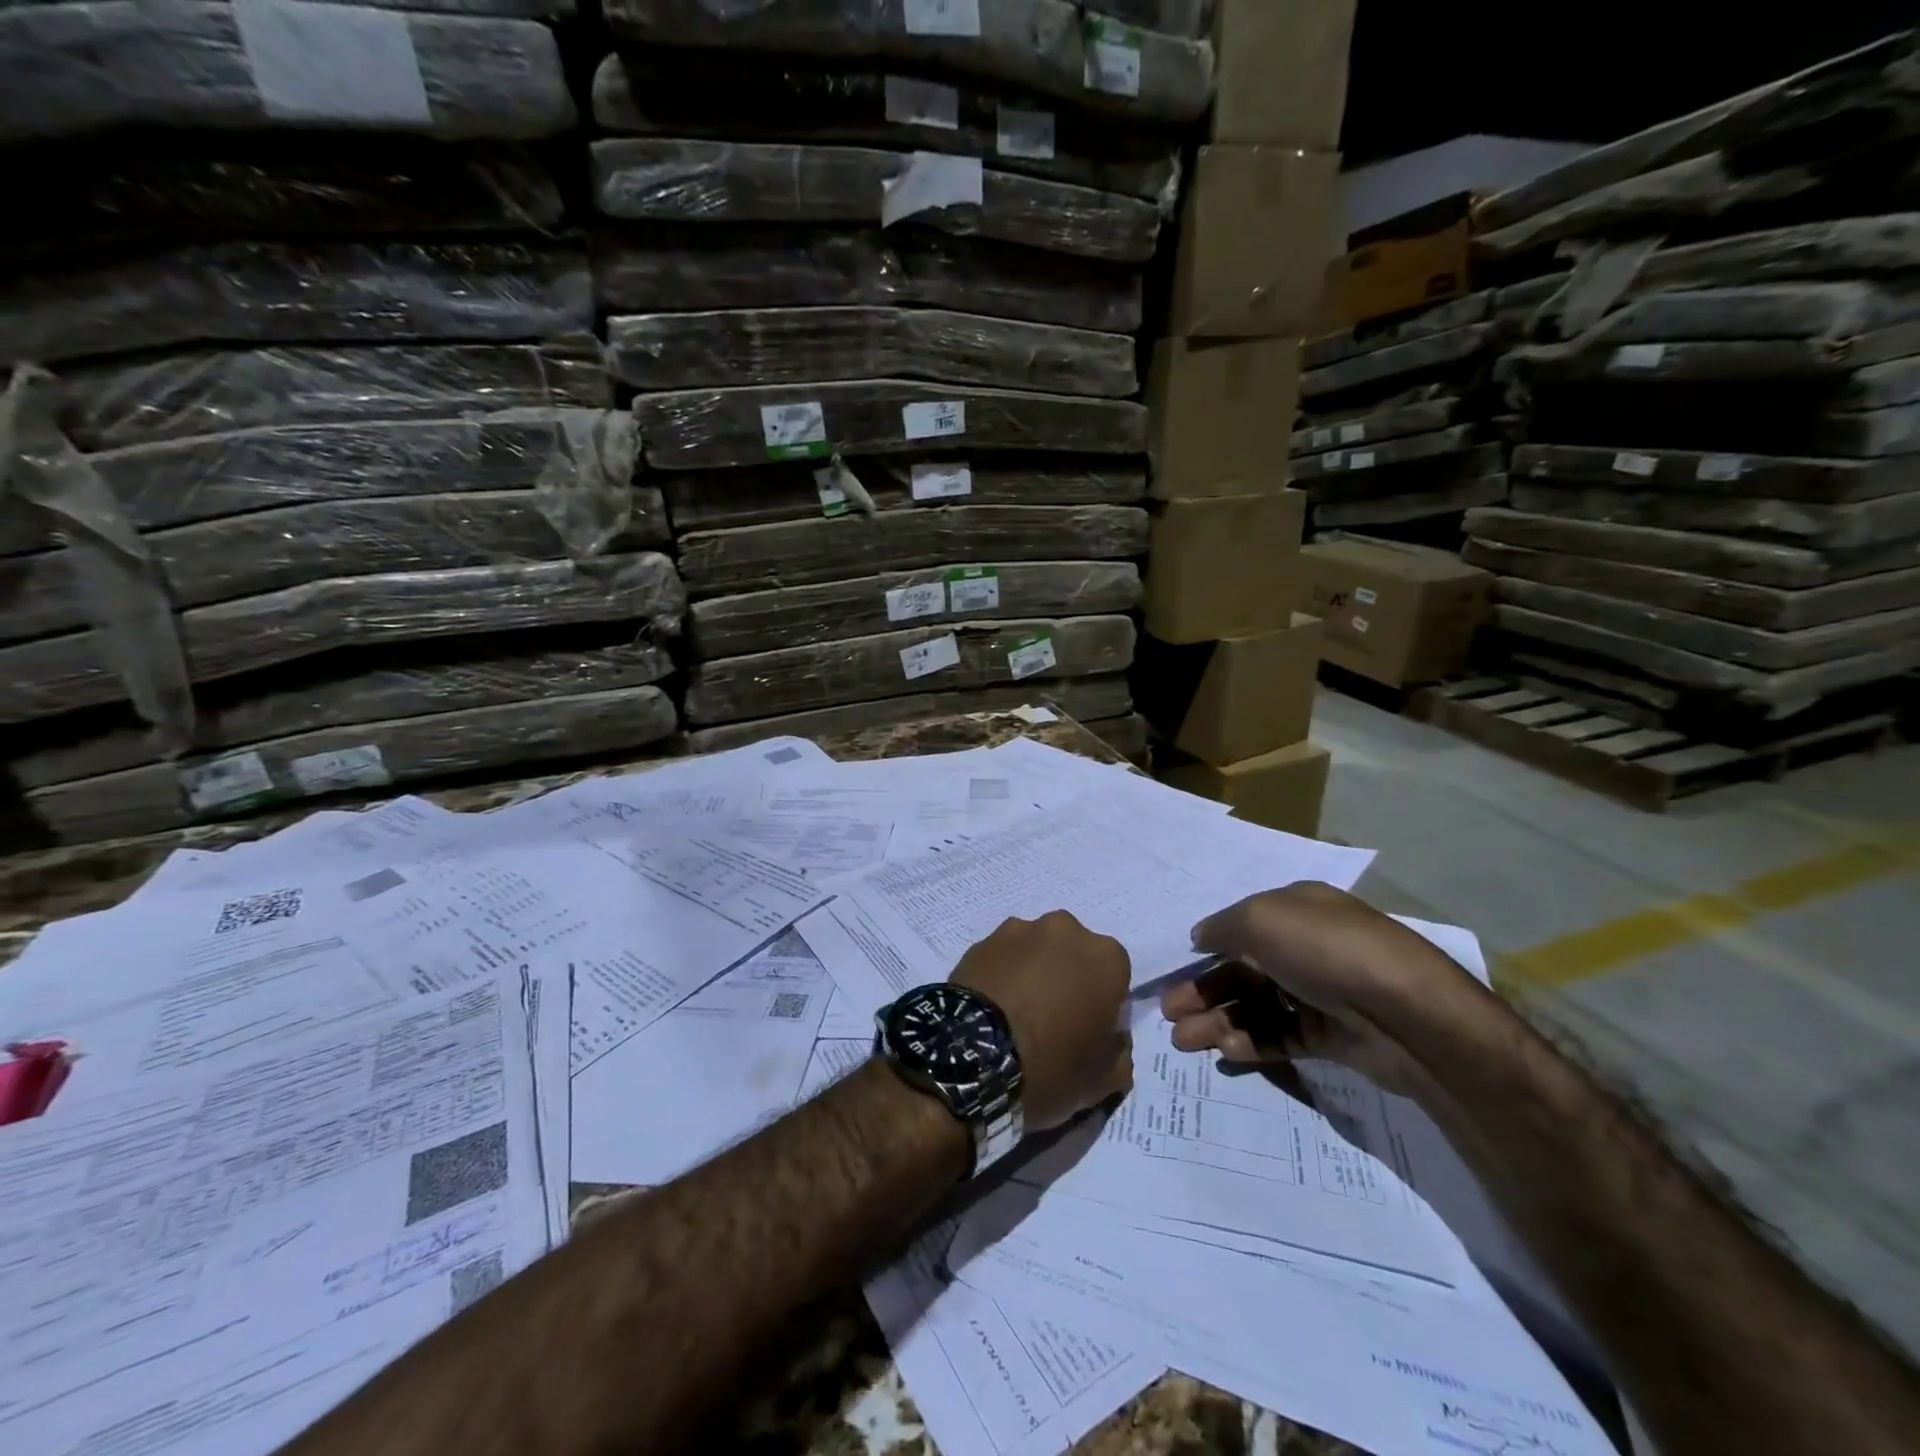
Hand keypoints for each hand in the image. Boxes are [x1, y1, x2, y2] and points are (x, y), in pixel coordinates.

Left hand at [950, 911, 1132, 1130]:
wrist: (973, 1058)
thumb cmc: (1051, 1067)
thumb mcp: (1104, 1081)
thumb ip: (1120, 1052)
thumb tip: (1113, 1040)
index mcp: (1106, 957)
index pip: (1116, 976)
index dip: (1103, 1004)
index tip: (1088, 1031)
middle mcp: (1066, 930)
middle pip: (1075, 954)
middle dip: (1068, 978)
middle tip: (1052, 1020)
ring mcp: (1021, 929)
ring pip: (1037, 950)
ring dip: (1034, 972)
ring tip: (1016, 1013)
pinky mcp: (983, 939)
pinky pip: (1003, 956)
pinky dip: (1003, 974)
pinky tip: (992, 1006)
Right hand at [1161, 882, 1490, 1095]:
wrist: (1408, 1014)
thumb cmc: (1326, 951)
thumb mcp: (1261, 919)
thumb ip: (1222, 928)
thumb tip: (1200, 938)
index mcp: (1294, 909)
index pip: (1239, 928)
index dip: (1206, 953)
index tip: (1176, 976)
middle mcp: (1307, 946)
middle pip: (1243, 971)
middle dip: (1204, 993)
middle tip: (1171, 1018)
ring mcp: (1321, 992)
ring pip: (1258, 1006)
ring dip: (1219, 1021)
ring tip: (1186, 1043)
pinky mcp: (1332, 1035)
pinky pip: (1281, 1036)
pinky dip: (1252, 1041)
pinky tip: (1228, 1051)